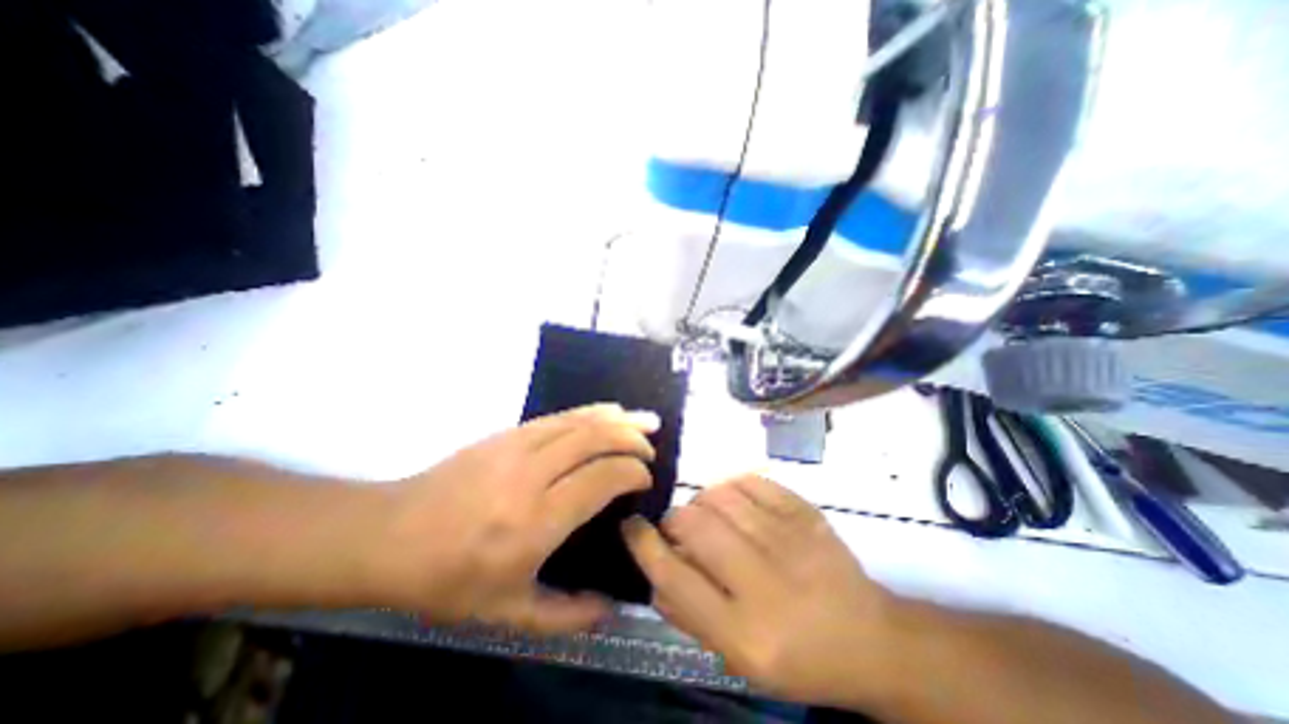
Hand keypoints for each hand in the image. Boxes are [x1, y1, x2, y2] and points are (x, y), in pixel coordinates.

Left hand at [372, 405, 655, 634]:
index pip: (601, 479)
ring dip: (618, 418)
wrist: (390, 535)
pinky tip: (609, 411)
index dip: (632, 472)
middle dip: (632, 439)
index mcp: (535, 522)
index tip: (645, 480)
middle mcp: (531, 475)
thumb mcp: (507, 614)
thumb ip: (566, 615)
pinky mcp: (508, 433)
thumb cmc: (449, 579)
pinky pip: (561, 416)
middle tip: (651, 449)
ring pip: (580, 421)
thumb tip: (612, 608)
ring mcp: (518, 446)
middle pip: (596, 440)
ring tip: (646, 420)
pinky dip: (592, 411)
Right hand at [624, 476, 899, 705]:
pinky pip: (751, 481)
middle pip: (694, 523)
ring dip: (701, 501)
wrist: (870, 639)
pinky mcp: (805, 512)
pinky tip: (735, 502)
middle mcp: (765, 581)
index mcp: (745, 632)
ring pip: (719, 495)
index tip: (631, 526)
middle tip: (679, 528)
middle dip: (674, 519)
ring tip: (708, 515)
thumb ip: (688, 615)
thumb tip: (652, 570)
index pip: (674, 576)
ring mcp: (789, 539)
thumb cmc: (798, 657)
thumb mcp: (738, 658)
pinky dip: (732, 486)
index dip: (643, 544)